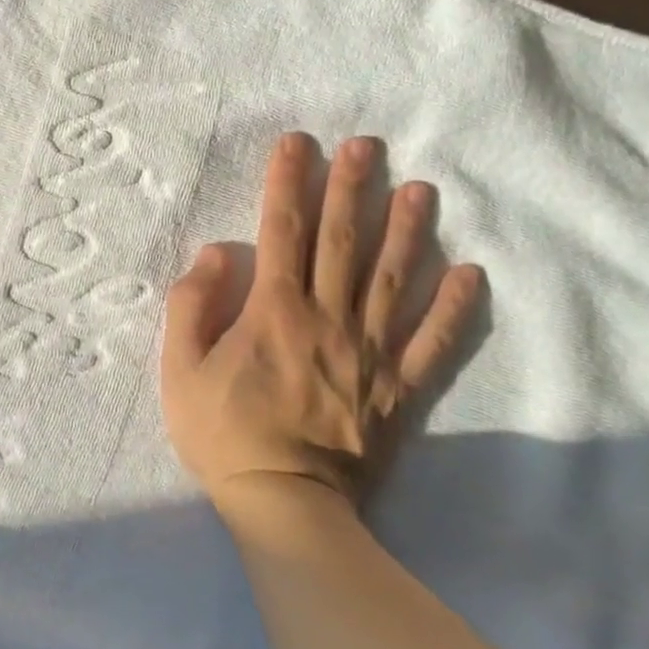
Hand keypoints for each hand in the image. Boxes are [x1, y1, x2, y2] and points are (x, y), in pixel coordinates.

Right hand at [161, 133, 481, 513]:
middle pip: (342, 241)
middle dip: (350, 188)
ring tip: (419, 189)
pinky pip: (433, 343)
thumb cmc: (224, 435)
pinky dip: (453, 309)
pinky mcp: (399, 388)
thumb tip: (216, 253)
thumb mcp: (180, 372)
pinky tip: (468, 273)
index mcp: (273, 312)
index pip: (281, 232)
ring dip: (406, 230)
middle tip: (365, 144)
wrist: (285, 504)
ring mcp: (370, 352)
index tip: (297, 144)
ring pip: (392, 279)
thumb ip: (192, 307)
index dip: (287, 183)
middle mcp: (327, 318)